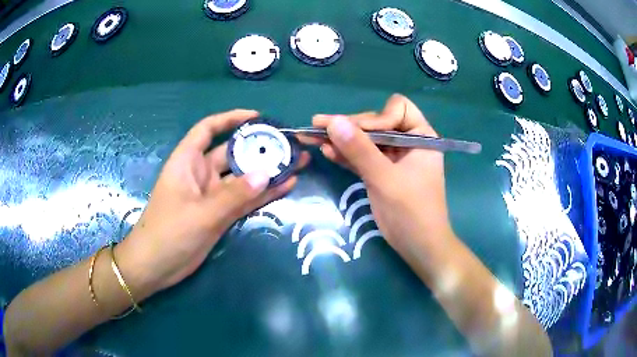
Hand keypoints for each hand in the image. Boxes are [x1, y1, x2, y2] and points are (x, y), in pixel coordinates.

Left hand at [116, 110, 308, 295]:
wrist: (156, 266)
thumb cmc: (169, 233)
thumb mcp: (201, 213)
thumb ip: (233, 195)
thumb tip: (266, 174)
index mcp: (187, 162)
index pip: (208, 129)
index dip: (230, 119)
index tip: (257, 117)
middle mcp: (201, 174)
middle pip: (232, 153)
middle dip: (259, 147)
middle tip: (289, 145)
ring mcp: (212, 195)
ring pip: (243, 177)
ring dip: (266, 171)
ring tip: (297, 163)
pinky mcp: (220, 214)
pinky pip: (245, 199)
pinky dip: (263, 194)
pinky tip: (286, 186)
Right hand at [306, 94, 452, 252]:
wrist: (419, 247)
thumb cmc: (412, 212)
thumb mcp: (385, 179)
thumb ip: (359, 150)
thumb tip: (333, 122)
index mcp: (420, 136)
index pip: (397, 109)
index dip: (377, 117)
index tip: (358, 132)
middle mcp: (407, 142)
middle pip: (376, 123)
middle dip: (349, 126)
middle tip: (317, 125)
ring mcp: (393, 158)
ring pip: (365, 141)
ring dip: (341, 139)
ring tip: (312, 135)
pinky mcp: (381, 173)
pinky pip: (362, 158)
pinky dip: (345, 155)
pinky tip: (326, 151)